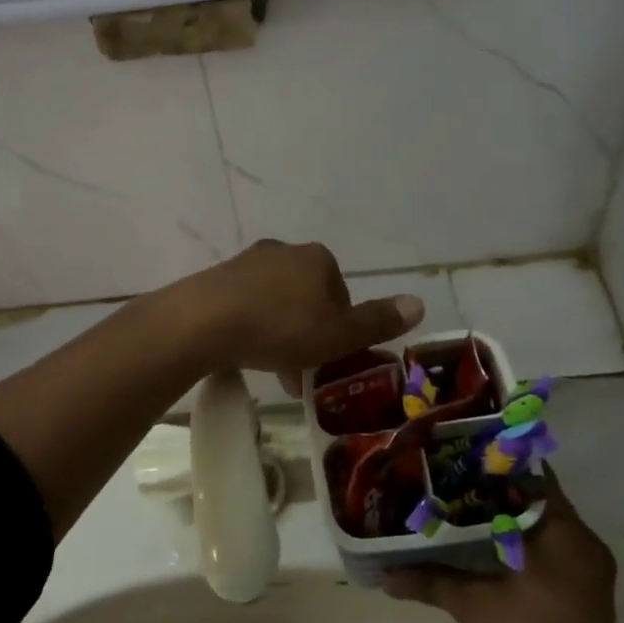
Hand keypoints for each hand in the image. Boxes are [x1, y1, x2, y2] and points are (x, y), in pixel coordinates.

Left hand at [184, 240, 423, 388]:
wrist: (204, 321)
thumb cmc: (280, 328)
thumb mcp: (336, 335)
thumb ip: (377, 321)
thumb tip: (419, 303)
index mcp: (318, 259)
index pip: (341, 296)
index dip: (338, 331)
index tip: (326, 360)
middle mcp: (285, 250)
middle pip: (308, 298)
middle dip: (307, 334)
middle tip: (298, 372)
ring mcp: (248, 261)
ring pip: (276, 301)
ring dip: (280, 333)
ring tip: (270, 369)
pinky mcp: (218, 277)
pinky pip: (246, 303)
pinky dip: (251, 326)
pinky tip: (243, 351)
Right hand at [384, 475, 623, 622]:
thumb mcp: (474, 606)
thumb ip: (430, 580)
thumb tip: (384, 573)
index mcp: (566, 532)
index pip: (534, 476)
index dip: (498, 463)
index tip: (463, 454)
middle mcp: (585, 542)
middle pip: (538, 499)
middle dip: (498, 490)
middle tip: (455, 480)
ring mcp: (590, 569)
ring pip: (546, 526)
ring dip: (511, 517)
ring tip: (464, 507)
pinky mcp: (588, 592)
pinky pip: (555, 549)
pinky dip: (525, 542)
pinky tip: (488, 546)